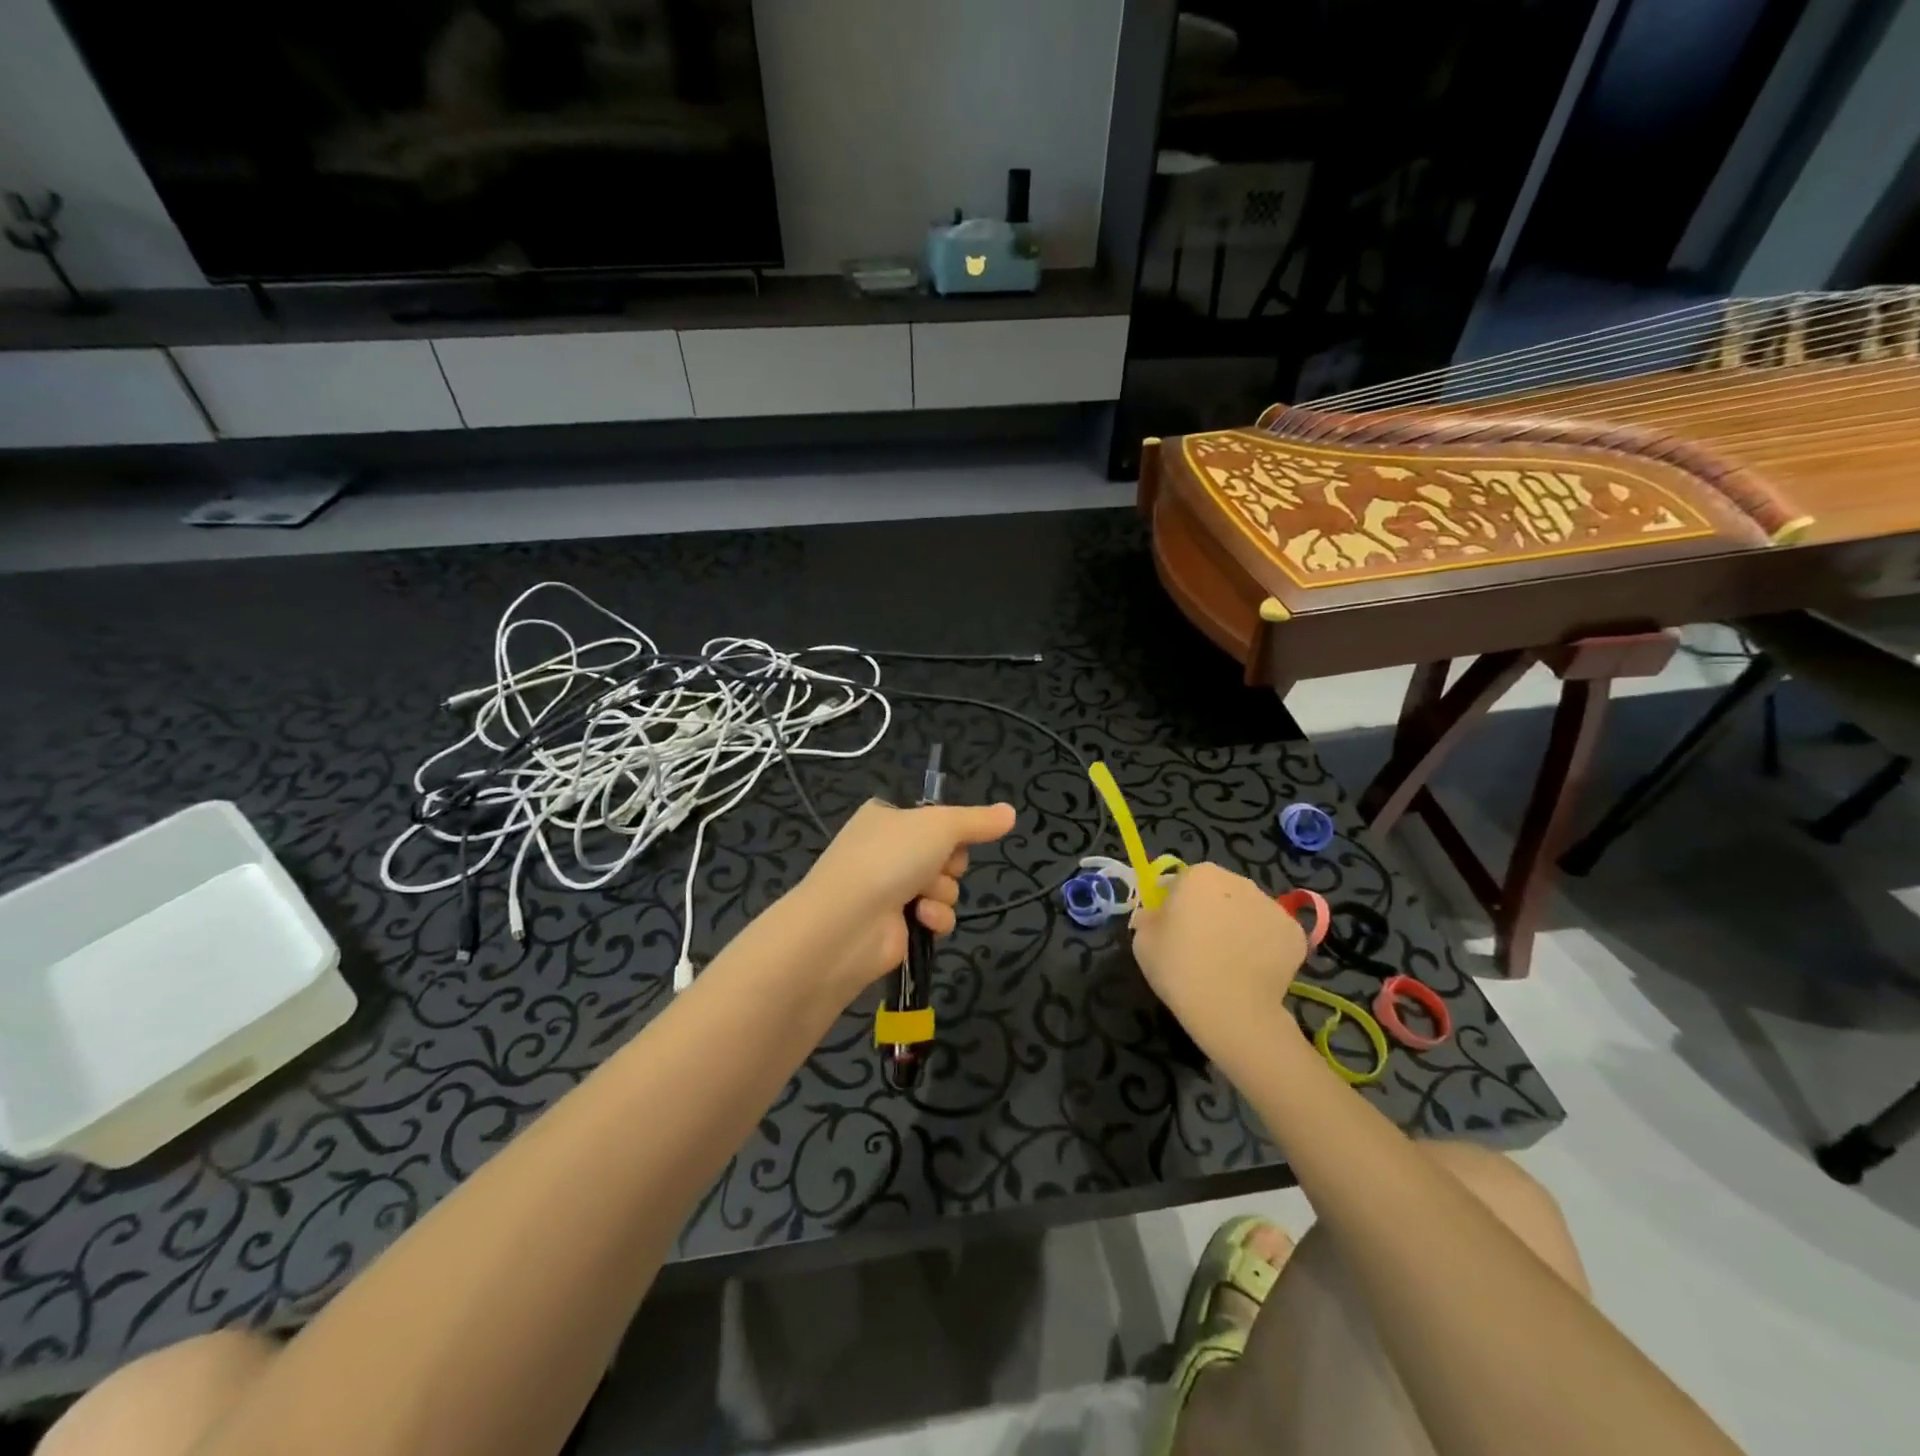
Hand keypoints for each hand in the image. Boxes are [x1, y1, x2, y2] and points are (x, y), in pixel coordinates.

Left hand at [793, 797, 1016, 1001]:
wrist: (848, 922)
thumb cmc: (891, 857)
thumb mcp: (940, 825)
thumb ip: (978, 821)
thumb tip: (1011, 812)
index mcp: (886, 817)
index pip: (933, 818)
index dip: (951, 829)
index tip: (957, 835)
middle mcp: (886, 851)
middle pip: (945, 854)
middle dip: (949, 863)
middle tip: (938, 864)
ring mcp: (889, 889)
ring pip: (945, 886)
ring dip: (943, 892)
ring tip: (922, 895)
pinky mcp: (896, 926)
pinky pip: (936, 916)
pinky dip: (935, 917)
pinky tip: (921, 918)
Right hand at [1130, 863, 1307, 1065]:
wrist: (1231, 1010)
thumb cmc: (1179, 969)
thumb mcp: (1143, 941)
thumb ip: (1148, 919)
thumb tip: (1155, 917)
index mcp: (1199, 875)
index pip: (1180, 882)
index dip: (1173, 904)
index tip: (1170, 929)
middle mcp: (1238, 880)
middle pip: (1218, 891)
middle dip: (1209, 910)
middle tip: (1199, 945)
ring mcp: (1271, 905)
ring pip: (1247, 910)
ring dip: (1237, 925)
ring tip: (1228, 961)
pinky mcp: (1295, 933)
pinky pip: (1271, 933)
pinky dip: (1263, 946)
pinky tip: (1252, 970)